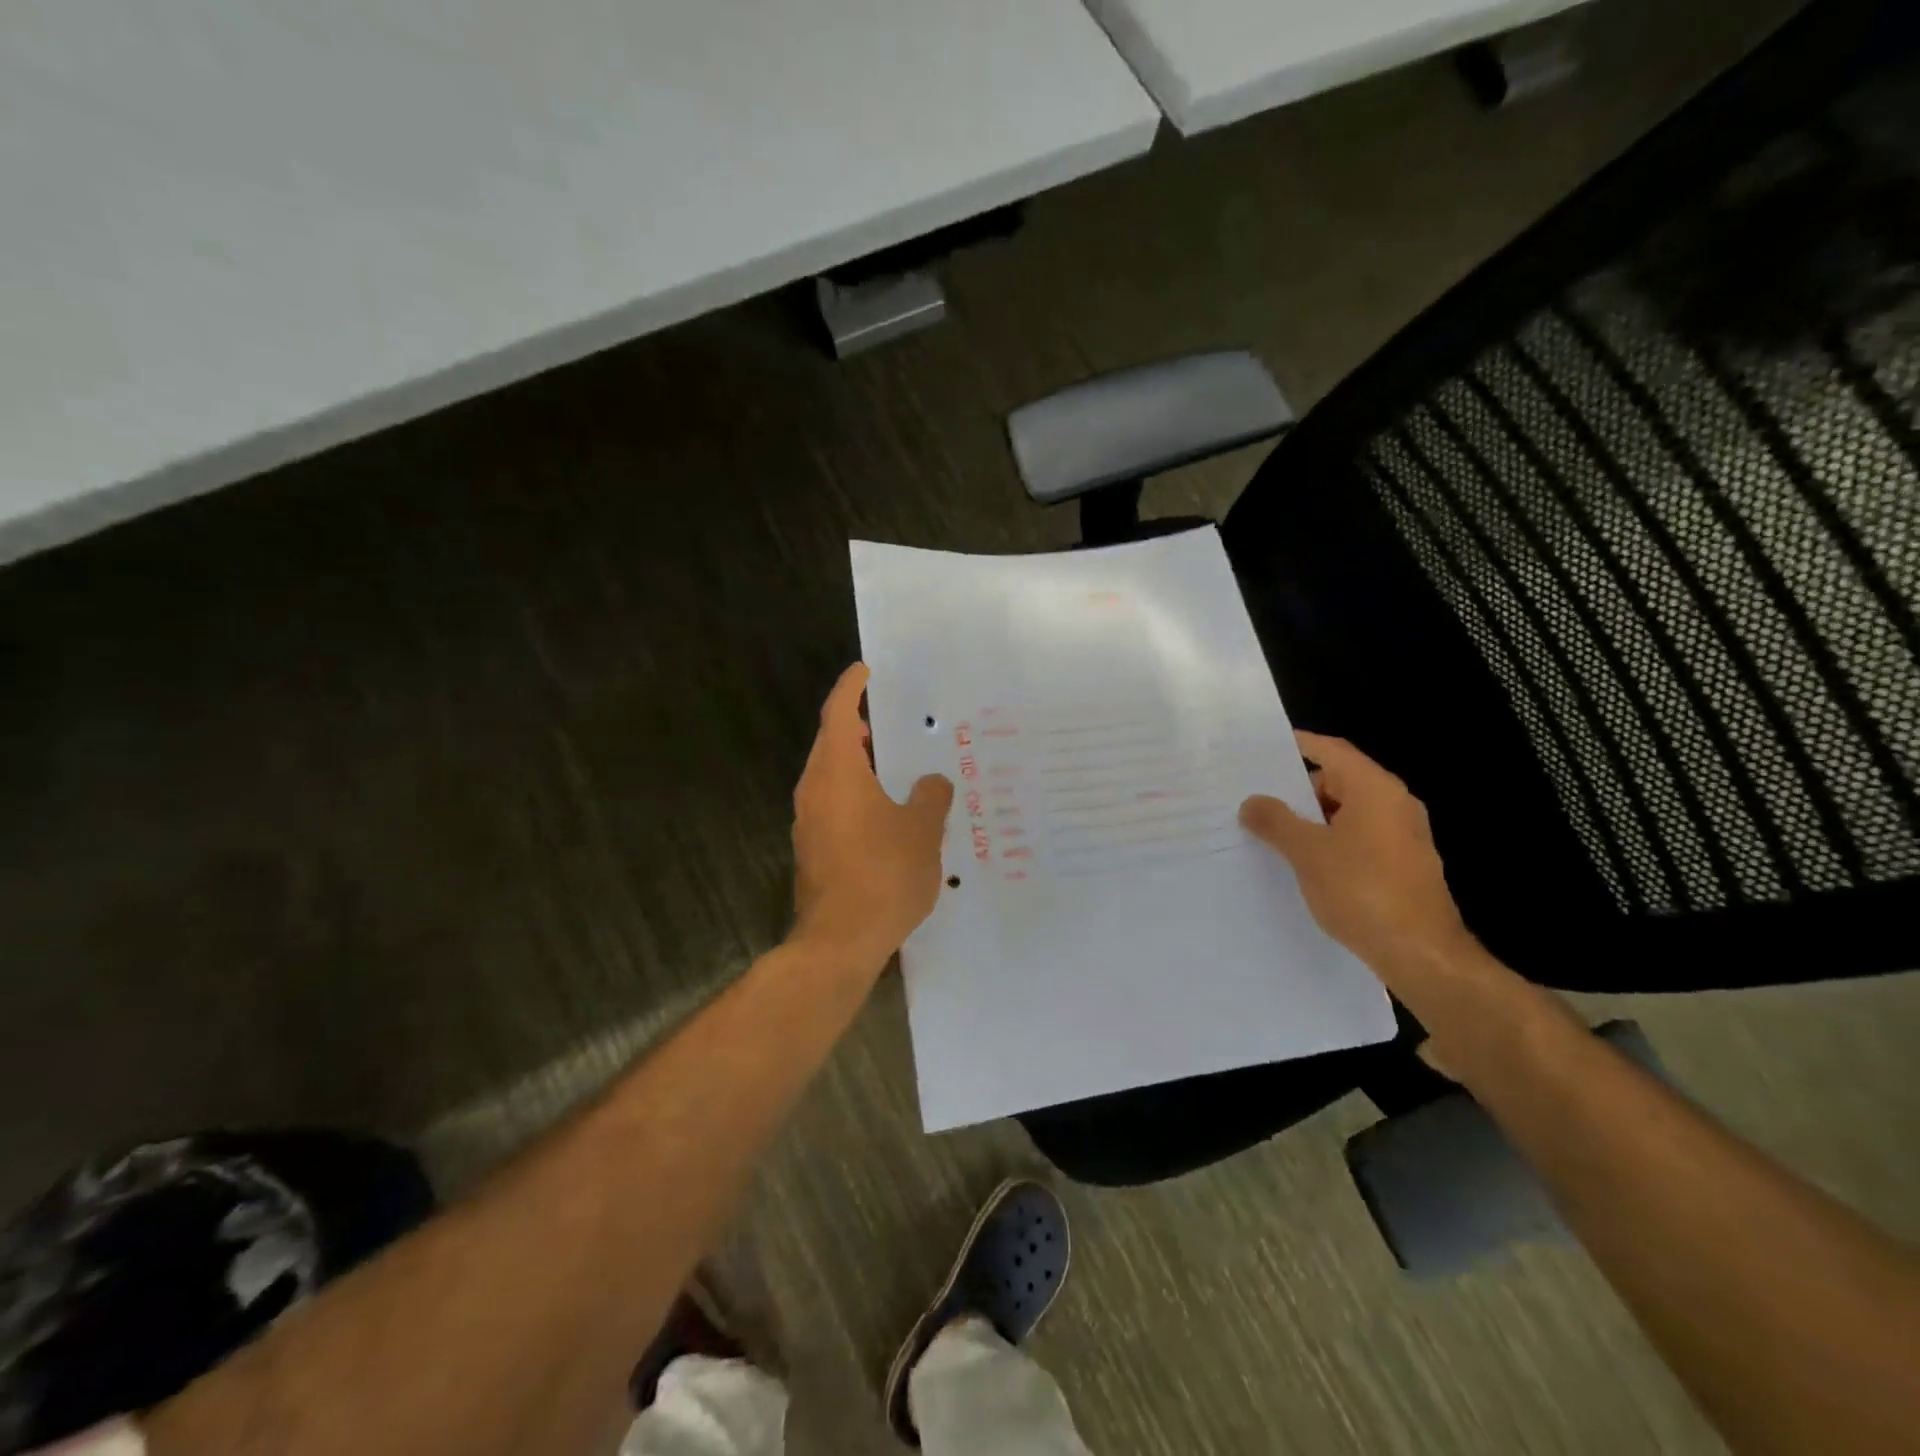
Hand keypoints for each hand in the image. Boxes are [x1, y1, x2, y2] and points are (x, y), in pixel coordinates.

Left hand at [791, 663, 954, 974]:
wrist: (840, 940)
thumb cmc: (884, 874)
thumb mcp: (922, 830)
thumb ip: (930, 796)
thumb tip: (931, 783)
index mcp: (837, 771)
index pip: (838, 713)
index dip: (851, 687)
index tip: (864, 670)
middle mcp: (814, 789)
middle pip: (830, 743)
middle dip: (854, 726)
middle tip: (885, 720)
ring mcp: (807, 821)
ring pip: (829, 776)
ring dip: (854, 763)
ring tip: (889, 764)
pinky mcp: (811, 848)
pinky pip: (832, 804)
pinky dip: (853, 793)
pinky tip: (883, 813)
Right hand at [1240, 732, 1474, 985]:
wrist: (1421, 955)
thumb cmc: (1363, 891)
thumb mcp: (1307, 852)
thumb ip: (1275, 821)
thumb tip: (1253, 802)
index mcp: (1375, 790)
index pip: (1331, 751)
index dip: (1297, 745)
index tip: (1260, 748)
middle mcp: (1394, 805)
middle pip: (1338, 780)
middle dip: (1296, 789)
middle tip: (1255, 798)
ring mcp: (1401, 836)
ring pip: (1346, 813)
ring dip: (1310, 820)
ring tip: (1268, 833)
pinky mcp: (1401, 865)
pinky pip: (1357, 839)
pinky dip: (1328, 842)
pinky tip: (1300, 863)